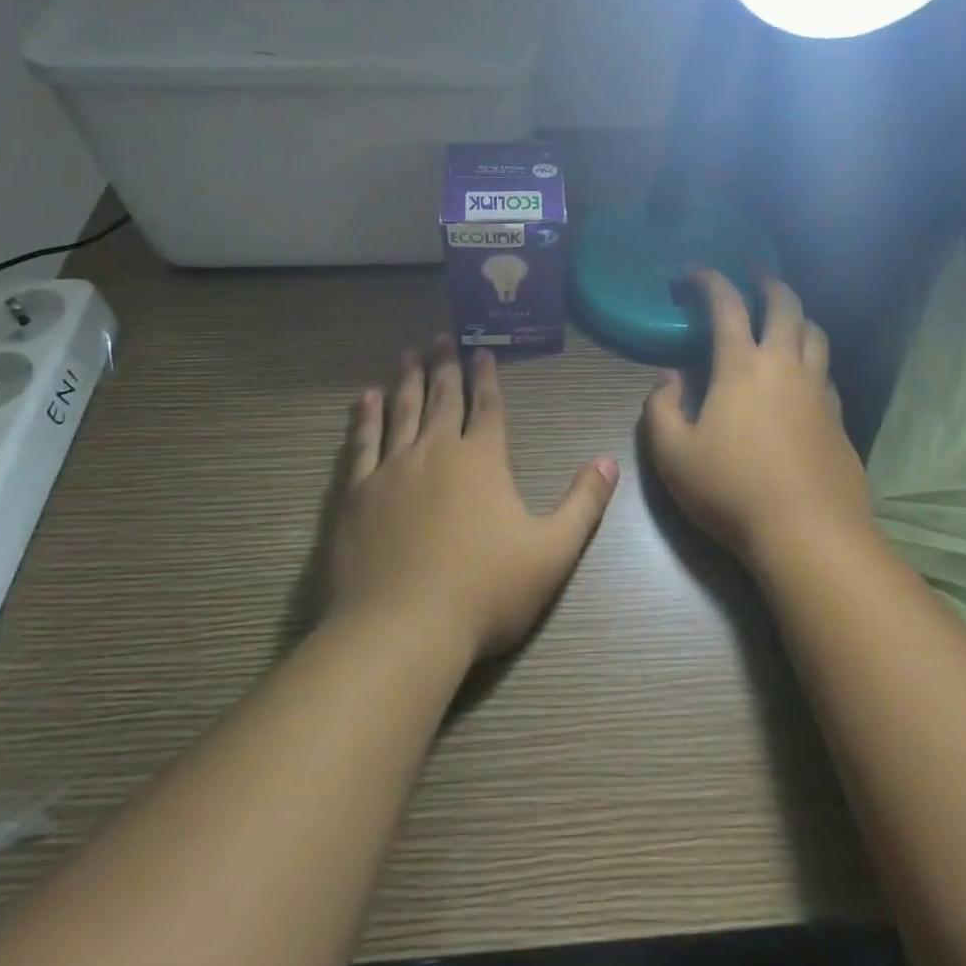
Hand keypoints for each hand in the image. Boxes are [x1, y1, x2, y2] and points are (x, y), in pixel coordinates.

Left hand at [329, 335, 619, 661]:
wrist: (401, 630)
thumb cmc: (485, 592)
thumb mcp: (552, 552)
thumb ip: (583, 504)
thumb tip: (609, 461)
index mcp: (482, 461)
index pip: (488, 407)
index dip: (488, 377)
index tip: (482, 350)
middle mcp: (436, 452)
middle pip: (442, 398)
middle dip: (445, 365)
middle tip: (441, 335)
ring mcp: (391, 470)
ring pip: (401, 411)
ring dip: (407, 380)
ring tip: (407, 354)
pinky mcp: (356, 494)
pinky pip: (362, 444)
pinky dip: (365, 418)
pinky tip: (366, 400)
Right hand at [642, 272, 872, 562]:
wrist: (808, 532)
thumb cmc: (730, 489)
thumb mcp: (672, 453)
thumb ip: (661, 408)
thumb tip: (670, 377)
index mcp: (742, 367)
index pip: (727, 307)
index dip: (710, 281)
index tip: (694, 272)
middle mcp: (785, 367)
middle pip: (786, 307)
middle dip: (769, 282)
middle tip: (757, 272)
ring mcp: (819, 392)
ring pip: (816, 336)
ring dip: (799, 316)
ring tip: (786, 316)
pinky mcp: (840, 420)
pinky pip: (827, 373)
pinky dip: (813, 360)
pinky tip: (804, 376)